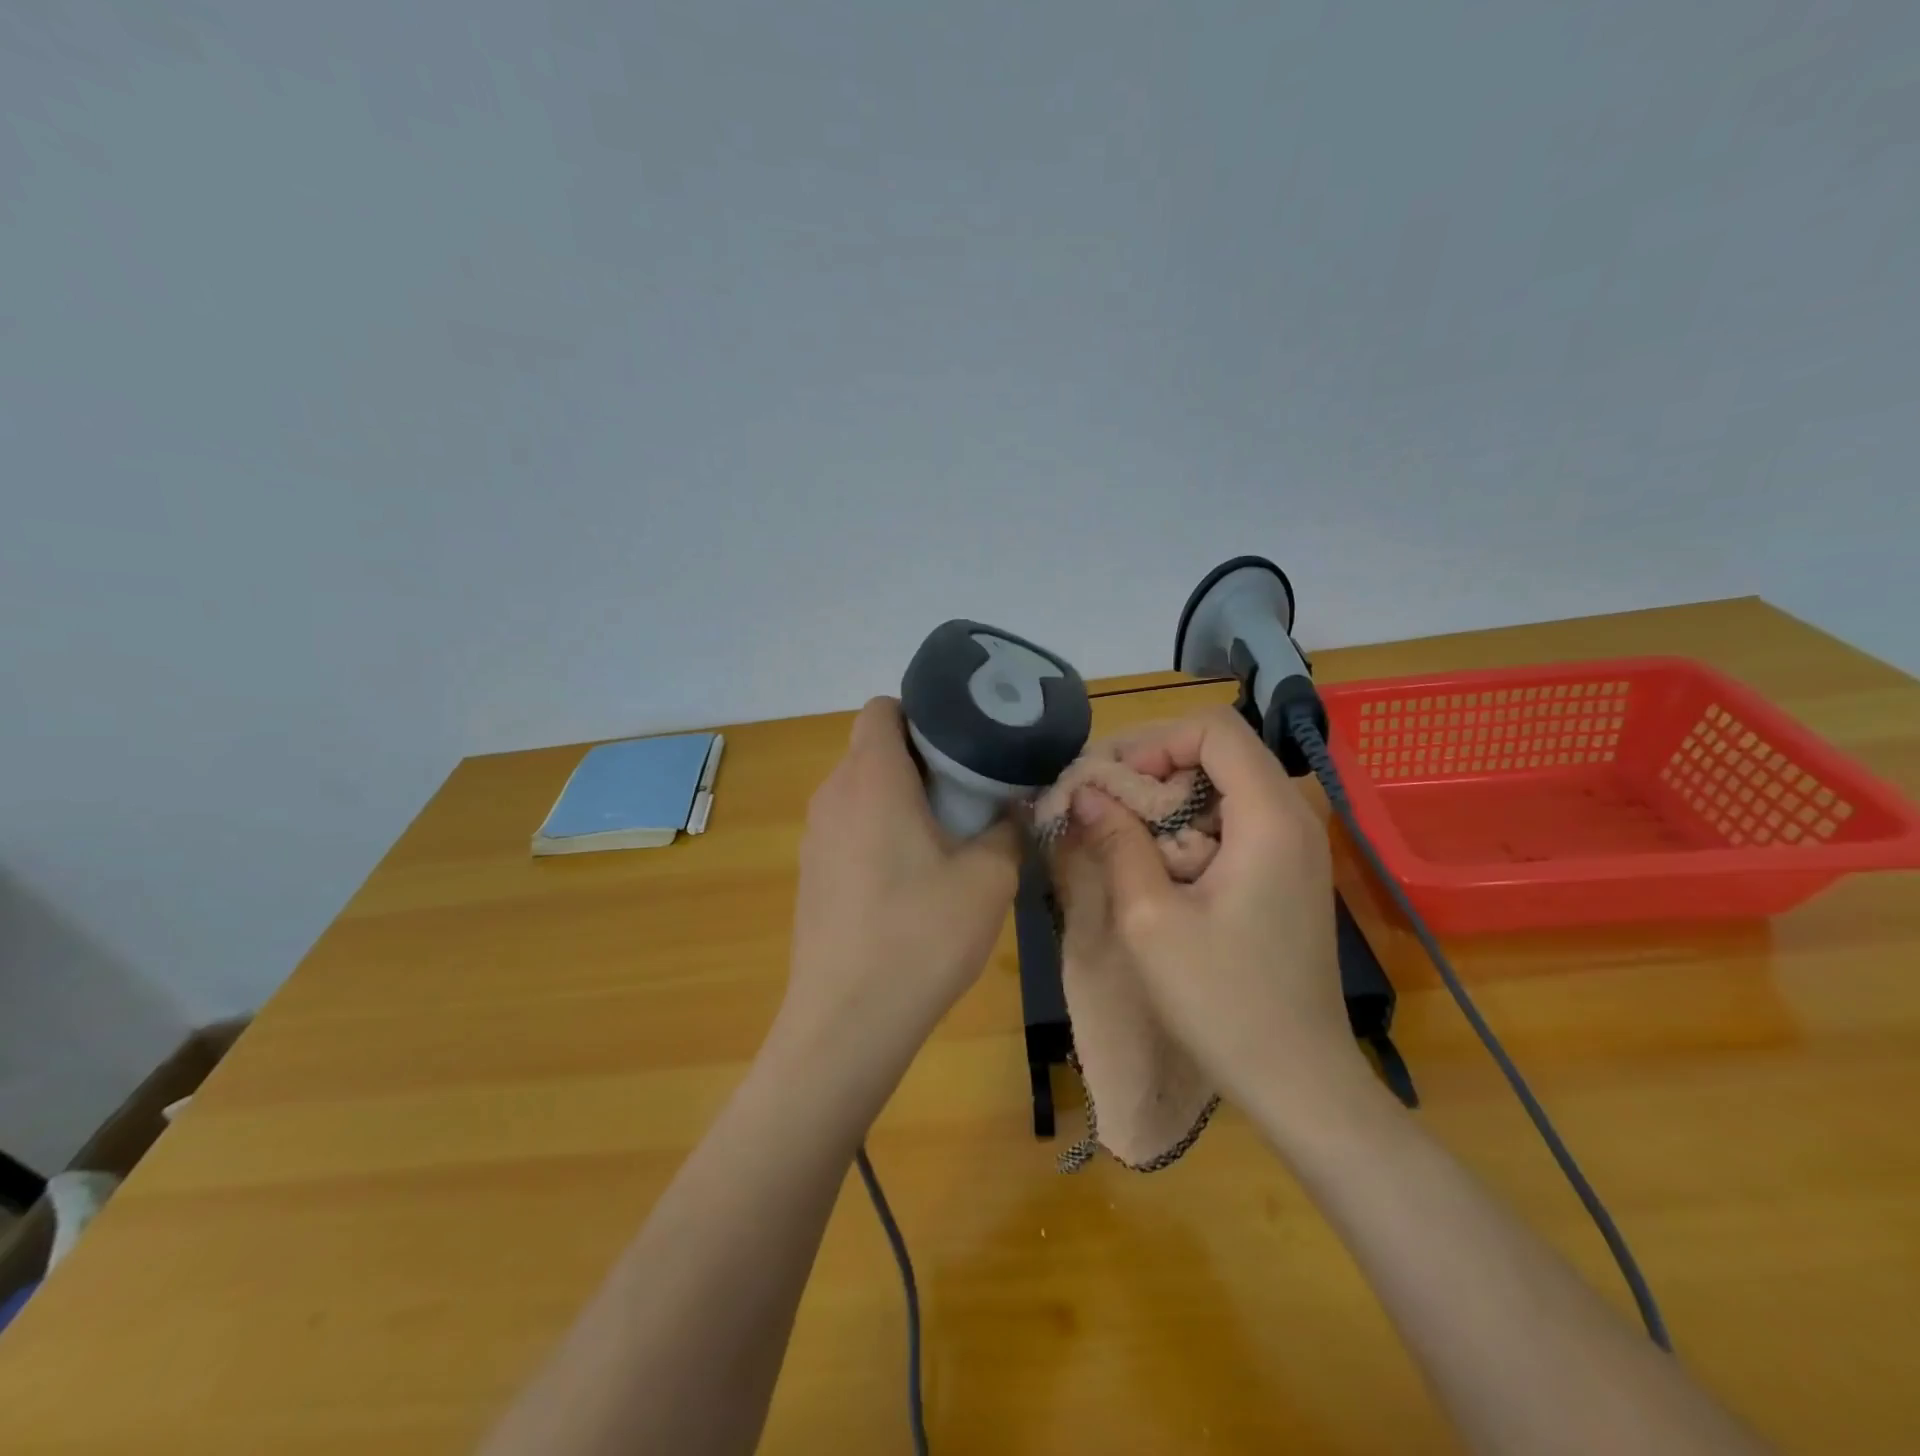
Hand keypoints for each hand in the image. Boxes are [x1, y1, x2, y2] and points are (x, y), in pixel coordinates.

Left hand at [778, 697, 1020, 1078]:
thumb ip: (1008, 829)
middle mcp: (833, 795)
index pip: (883, 708)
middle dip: (922, 756)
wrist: (847, 1023)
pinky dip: (881, 828)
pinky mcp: (812, 872)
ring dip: (902, 795)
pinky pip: (850, 825)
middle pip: (874, 747)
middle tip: (972, 789)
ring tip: (949, 833)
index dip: (924, 712)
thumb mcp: (990, 879)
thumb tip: (1013, 808)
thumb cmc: (921, 936)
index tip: (965, 742)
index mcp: (872, 778)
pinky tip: (913, 876)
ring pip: (862, 788)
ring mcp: (815, 835)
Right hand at [1054, 704, 1368, 1121]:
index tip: (1114, 782)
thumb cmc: (1223, 1002)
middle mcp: (1293, 817)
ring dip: (1170, 797)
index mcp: (1270, 819)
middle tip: (1106, 803)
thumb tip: (1085, 792)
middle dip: (1156, 765)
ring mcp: (1296, 845)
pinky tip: (1161, 864)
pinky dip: (1192, 823)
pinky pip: (1236, 818)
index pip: (1215, 729)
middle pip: (1221, 750)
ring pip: (1226, 783)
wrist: (1299, 1079)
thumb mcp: (1151, 920)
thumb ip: (1118, 843)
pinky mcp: (1289, 871)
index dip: (1155, 741)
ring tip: (1125, 834)